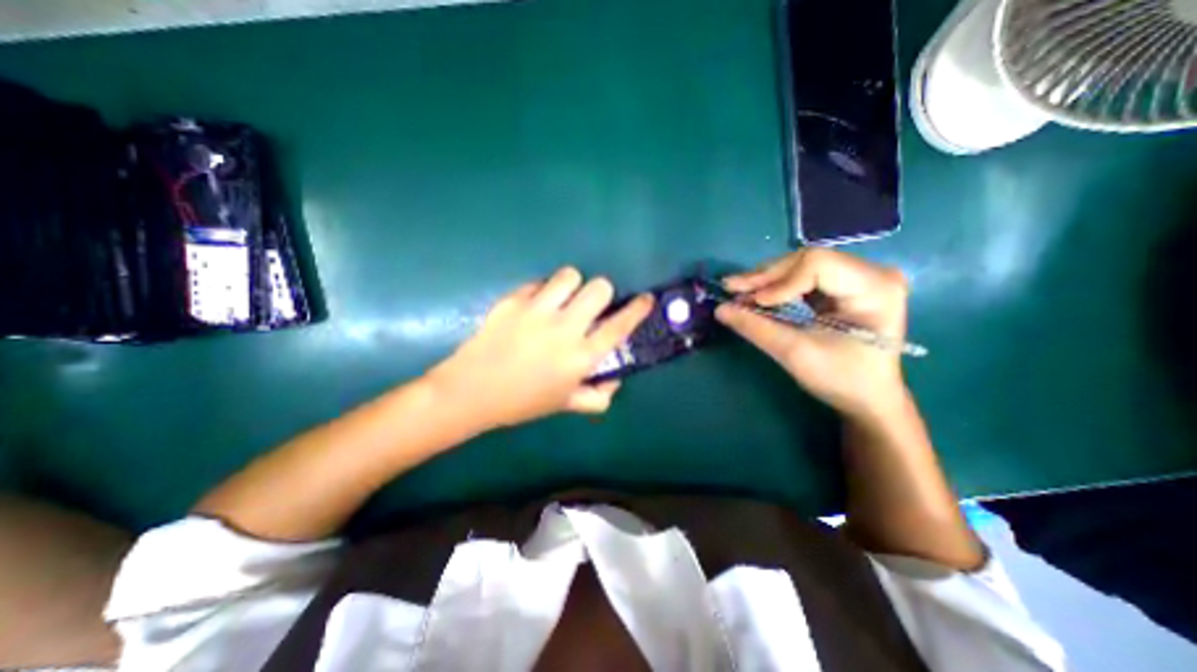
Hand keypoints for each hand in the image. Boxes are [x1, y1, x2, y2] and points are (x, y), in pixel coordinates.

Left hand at [430, 267, 652, 429]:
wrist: (471, 391)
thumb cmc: (521, 402)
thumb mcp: (564, 404)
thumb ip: (597, 397)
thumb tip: (614, 382)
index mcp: (580, 357)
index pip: (619, 327)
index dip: (637, 310)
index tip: (646, 299)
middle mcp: (564, 329)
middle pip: (599, 288)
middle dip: (601, 292)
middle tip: (589, 305)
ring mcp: (537, 311)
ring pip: (570, 276)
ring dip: (572, 285)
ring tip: (562, 299)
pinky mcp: (513, 301)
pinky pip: (539, 282)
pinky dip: (543, 290)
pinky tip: (534, 305)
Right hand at [718, 251, 907, 421]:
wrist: (866, 398)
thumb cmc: (841, 379)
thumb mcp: (795, 353)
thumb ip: (756, 328)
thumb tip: (719, 309)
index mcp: (875, 288)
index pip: (818, 265)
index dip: (781, 281)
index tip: (755, 303)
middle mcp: (871, 273)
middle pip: (807, 260)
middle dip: (766, 277)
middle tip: (732, 289)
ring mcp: (857, 277)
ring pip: (800, 265)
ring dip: (767, 280)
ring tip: (738, 292)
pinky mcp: (842, 285)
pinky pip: (802, 276)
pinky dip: (776, 286)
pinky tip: (756, 295)